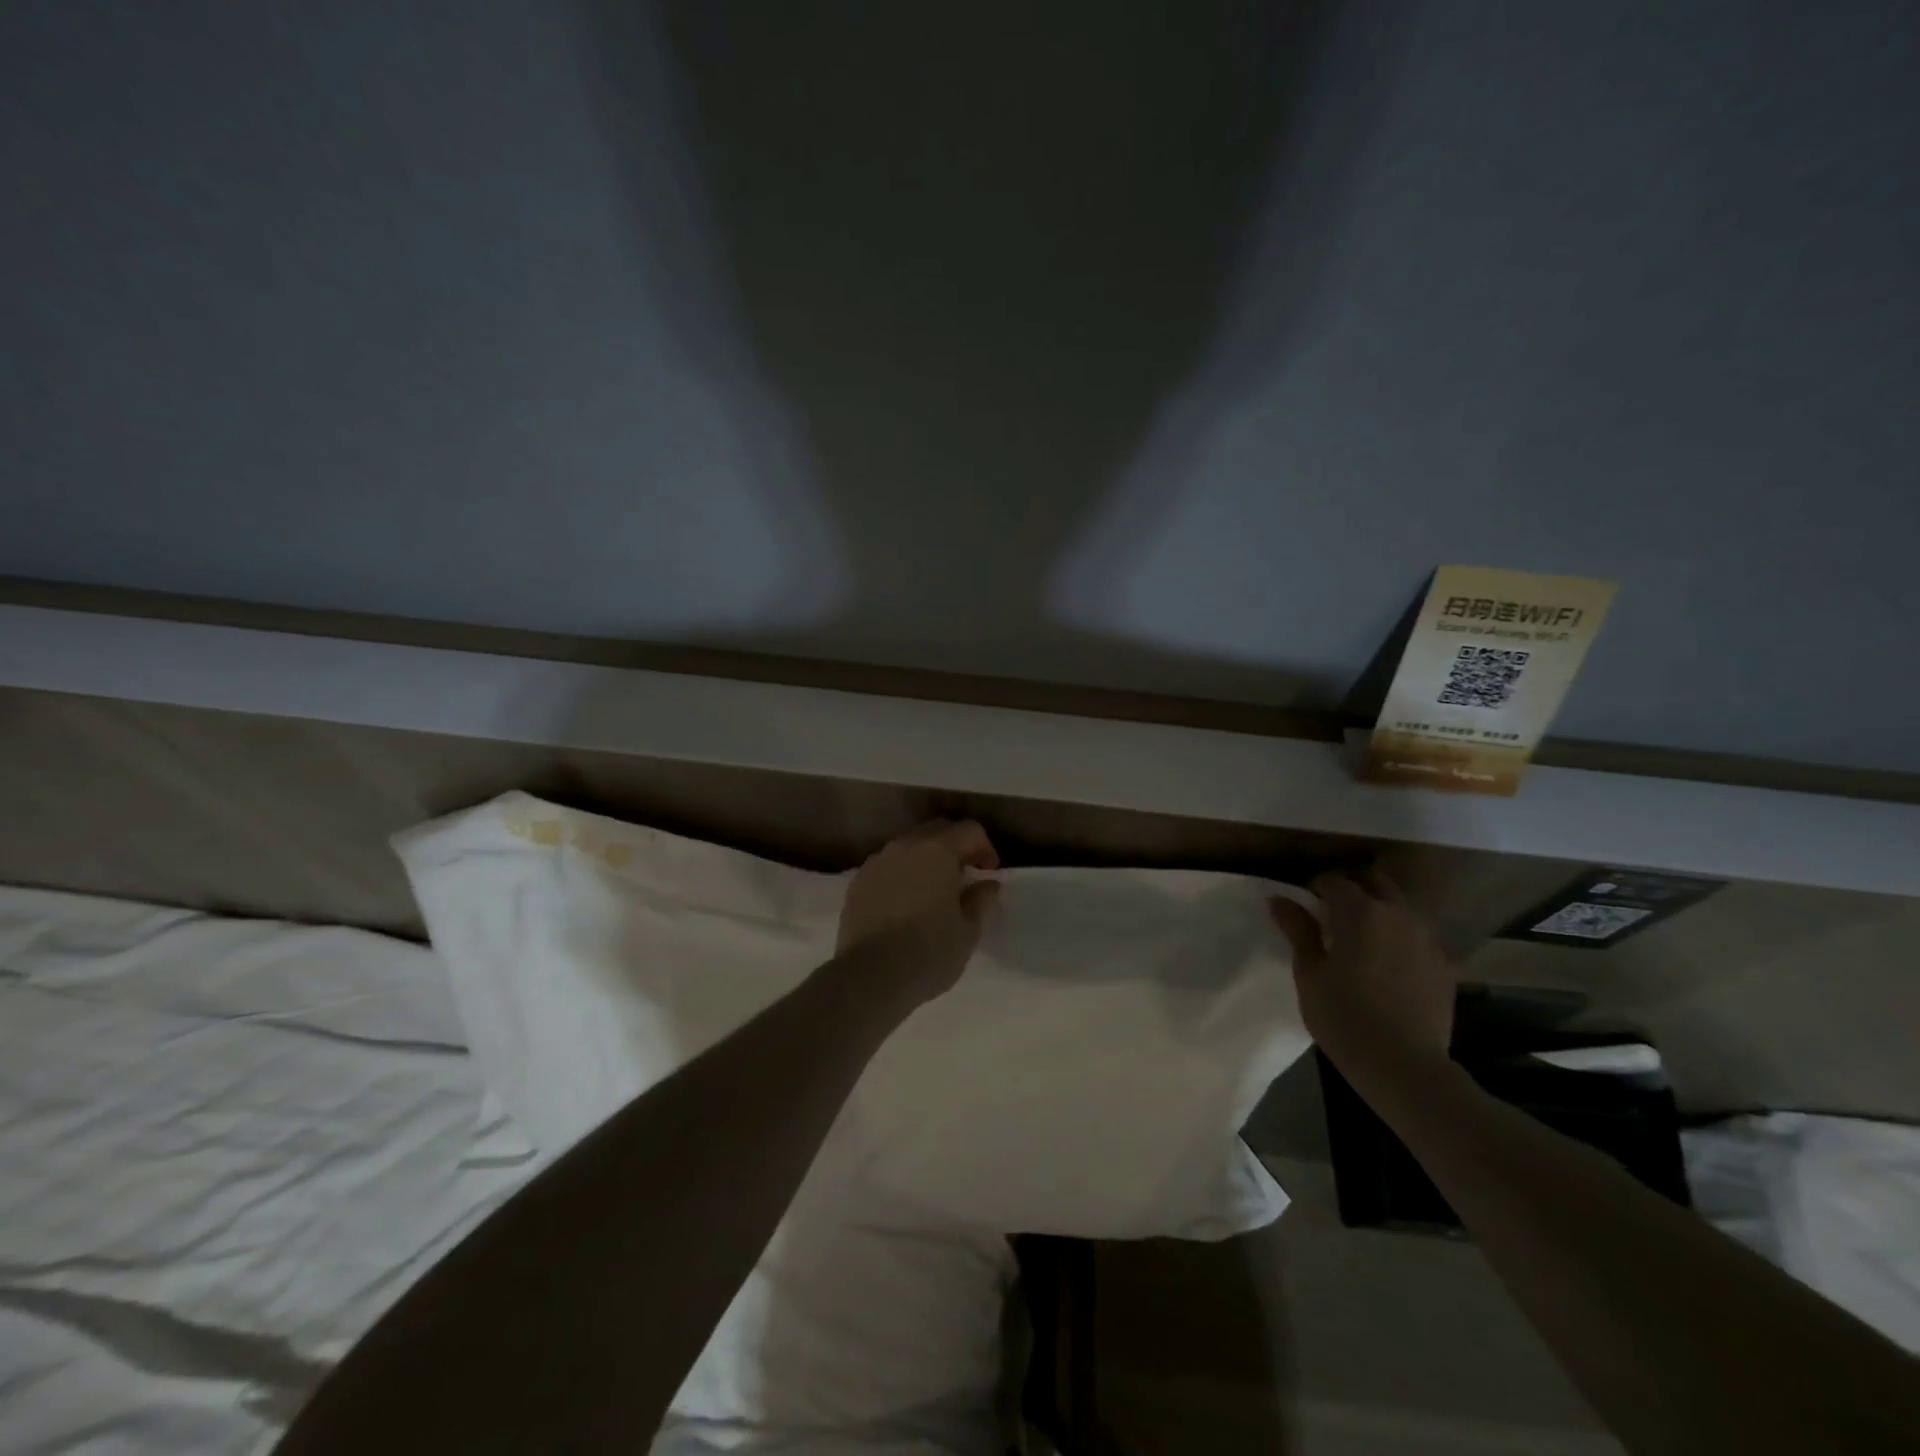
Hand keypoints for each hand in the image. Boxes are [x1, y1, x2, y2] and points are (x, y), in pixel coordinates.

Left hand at [836, 819, 1000, 1002]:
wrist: (869, 976)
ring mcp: (877, 862)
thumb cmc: (928, 952)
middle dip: (956, 848)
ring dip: (926, 860)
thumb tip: (988, 884)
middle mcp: (905, 846)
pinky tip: (905, 904)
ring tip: (933, 892)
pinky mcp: (857, 882)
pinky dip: (902, 875)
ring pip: (909, 847)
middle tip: (964, 878)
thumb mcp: (968, 931)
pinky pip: (887, 867)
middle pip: (937, 831)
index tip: (988, 874)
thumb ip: (981, 900)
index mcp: (937, 850)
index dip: (985, 848)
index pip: (969, 830)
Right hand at [1269, 868, 1456, 1098]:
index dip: (1315, 887)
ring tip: (1361, 938)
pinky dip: (1400, 938)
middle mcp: (1398, 914)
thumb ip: (1298, 930)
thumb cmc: (1344, 1016)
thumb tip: (1280, 899)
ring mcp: (1428, 939)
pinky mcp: (1446, 965)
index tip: (1303, 904)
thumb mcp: (1309, 973)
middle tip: (1331, 912)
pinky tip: (1388, 965)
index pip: (1333, 880)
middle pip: (1375, 882)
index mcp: (1360, 912)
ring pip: (1400, 907)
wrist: (1405, 1067)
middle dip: (1352, 887)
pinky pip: (1418, 937)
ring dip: (1379, 911)